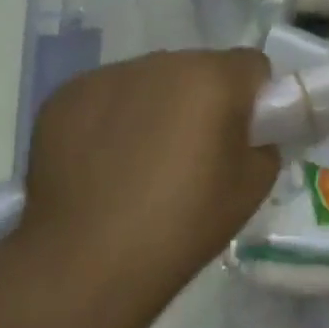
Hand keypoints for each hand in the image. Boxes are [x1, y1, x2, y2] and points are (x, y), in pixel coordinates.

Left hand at [17, 48, 279, 300]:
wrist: (85, 264)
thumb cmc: (183, 225)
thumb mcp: (253, 187)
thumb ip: (263, 142)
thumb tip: (248, 133)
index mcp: (212, 79)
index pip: (252, 65)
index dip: (255, 98)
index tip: (243, 134)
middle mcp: (161, 63)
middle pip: (199, 68)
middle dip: (204, 99)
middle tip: (195, 151)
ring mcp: (107, 76)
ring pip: (152, 80)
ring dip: (158, 106)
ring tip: (143, 159)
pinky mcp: (65, 97)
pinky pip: (108, 96)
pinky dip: (114, 119)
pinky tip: (104, 163)